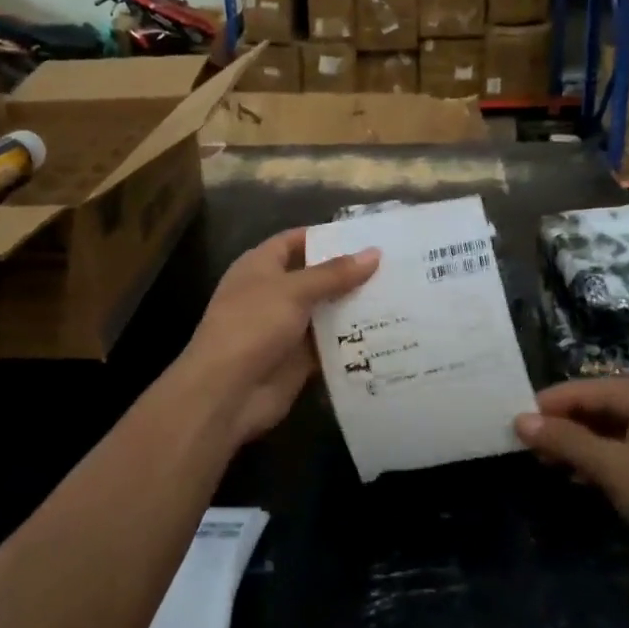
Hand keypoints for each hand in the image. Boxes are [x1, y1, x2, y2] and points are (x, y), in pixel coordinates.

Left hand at [173, 228, 379, 446]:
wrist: (226, 392)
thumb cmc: (252, 326)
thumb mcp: (293, 291)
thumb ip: (334, 273)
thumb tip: (374, 253)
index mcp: (260, 266)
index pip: (295, 241)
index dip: (326, 237)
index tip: (367, 235)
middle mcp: (273, 293)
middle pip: (317, 277)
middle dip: (350, 273)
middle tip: (396, 266)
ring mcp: (287, 328)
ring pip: (327, 312)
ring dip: (356, 307)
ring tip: (402, 296)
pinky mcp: (299, 359)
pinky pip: (331, 344)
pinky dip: (354, 340)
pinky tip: (389, 333)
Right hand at [515, 375, 628, 562]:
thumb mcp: (615, 468)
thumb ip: (566, 441)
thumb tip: (519, 419)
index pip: (575, 391)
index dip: (541, 411)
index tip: (508, 431)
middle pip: (589, 406)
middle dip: (559, 429)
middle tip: (526, 454)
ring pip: (603, 427)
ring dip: (577, 447)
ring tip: (547, 467)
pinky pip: (620, 444)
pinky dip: (599, 459)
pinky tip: (580, 479)